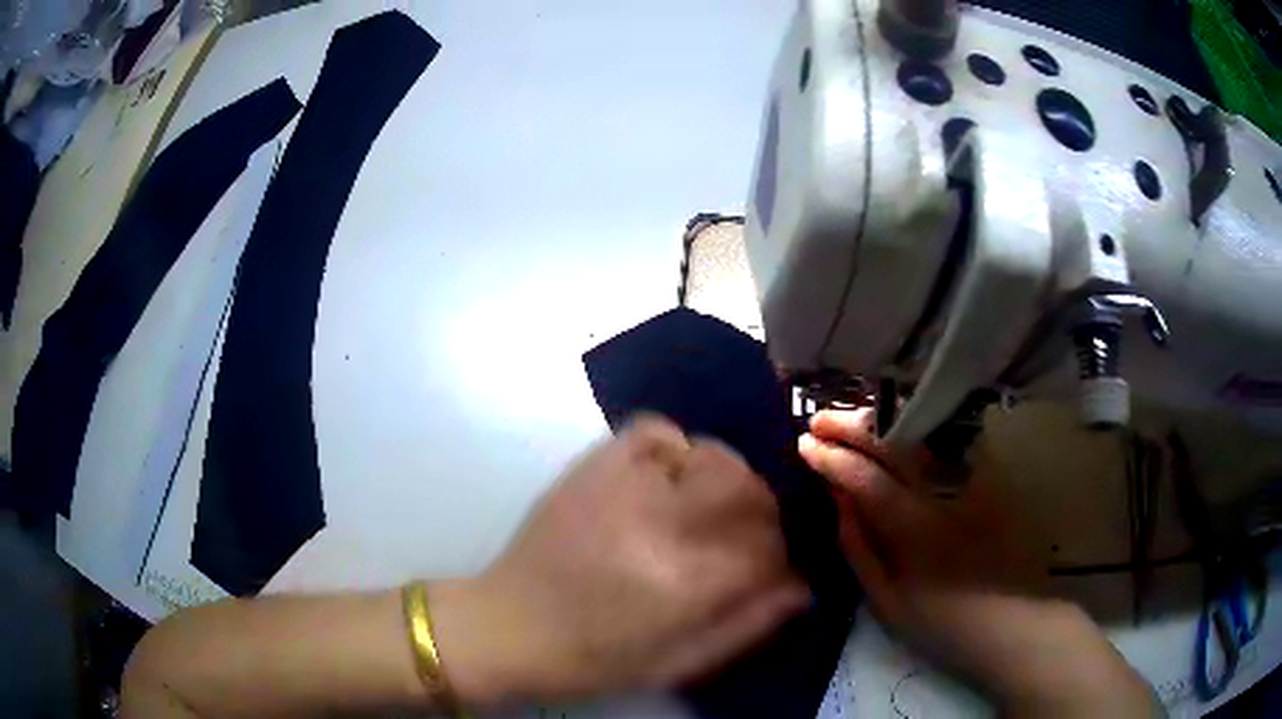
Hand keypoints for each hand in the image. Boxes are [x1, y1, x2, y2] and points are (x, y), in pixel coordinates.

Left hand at [432, 415, 808, 704]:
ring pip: (709, 454)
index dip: (779, 555)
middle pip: (747, 488)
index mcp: (687, 583)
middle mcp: (662, 524)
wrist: (509, 627)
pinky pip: (654, 430)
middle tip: (740, 535)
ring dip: (722, 480)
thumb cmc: (595, 658)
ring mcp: (623, 486)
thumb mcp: (678, 664)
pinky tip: (664, 479)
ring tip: (702, 509)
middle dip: (760, 512)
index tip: (769, 568)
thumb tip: (800, 587)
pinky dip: (673, 448)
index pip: (768, 545)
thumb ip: (747, 626)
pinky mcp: (592, 466)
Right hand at [798, 409, 1156, 712]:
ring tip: (855, 417)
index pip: (866, 480)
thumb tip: (838, 502)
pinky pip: (954, 443)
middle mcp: (946, 495)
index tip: (804, 445)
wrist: (1017, 625)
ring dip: (885, 421)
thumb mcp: (888, 603)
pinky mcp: (995, 480)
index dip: (833, 459)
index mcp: (916, 531)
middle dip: (853, 427)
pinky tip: (904, 426)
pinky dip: (922, 430)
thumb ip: (861, 549)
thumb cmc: (945, 626)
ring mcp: (976, 482)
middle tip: (819, 420)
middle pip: (896, 446)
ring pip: (925, 436)